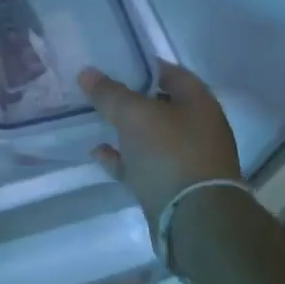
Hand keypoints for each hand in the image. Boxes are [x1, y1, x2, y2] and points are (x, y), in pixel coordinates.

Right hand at [81, 61, 241, 236]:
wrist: (194, 221)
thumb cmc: (169, 153)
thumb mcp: (133, 115)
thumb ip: (109, 93)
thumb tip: (87, 72)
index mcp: (198, 102)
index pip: (170, 72)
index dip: (142, 65)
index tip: (114, 63)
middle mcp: (198, 128)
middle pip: (160, 105)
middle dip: (131, 99)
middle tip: (100, 91)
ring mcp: (187, 159)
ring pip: (151, 136)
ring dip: (125, 130)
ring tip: (95, 120)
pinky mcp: (174, 186)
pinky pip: (144, 164)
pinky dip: (123, 158)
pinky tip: (98, 152)